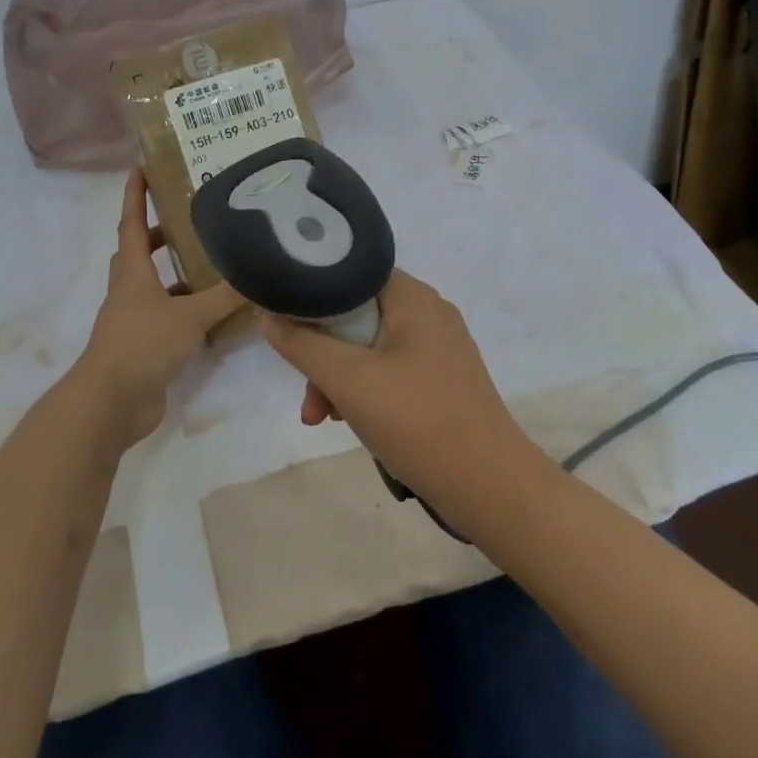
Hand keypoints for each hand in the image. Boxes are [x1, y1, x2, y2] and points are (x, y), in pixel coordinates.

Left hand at [76, 171, 245, 449]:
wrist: (111, 402)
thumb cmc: (143, 345)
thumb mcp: (190, 316)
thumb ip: (224, 297)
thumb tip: (259, 278)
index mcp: (133, 274)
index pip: (131, 224)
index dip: (135, 196)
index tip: (139, 169)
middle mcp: (128, 293)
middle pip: (137, 254)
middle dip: (158, 235)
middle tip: (188, 222)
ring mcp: (131, 322)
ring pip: (151, 288)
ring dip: (173, 275)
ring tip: (209, 267)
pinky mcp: (141, 348)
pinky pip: (164, 319)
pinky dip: (183, 311)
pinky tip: (210, 316)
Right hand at [260, 270, 542, 518]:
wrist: (489, 485)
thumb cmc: (416, 420)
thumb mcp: (348, 380)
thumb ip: (302, 344)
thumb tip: (269, 316)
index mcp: (413, 297)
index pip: (351, 272)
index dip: (313, 293)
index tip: (286, 324)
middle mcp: (429, 312)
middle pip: (357, 315)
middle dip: (323, 353)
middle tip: (307, 395)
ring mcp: (439, 348)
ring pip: (370, 347)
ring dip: (340, 378)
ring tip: (321, 419)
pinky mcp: (442, 379)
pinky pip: (391, 370)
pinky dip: (366, 390)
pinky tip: (351, 422)